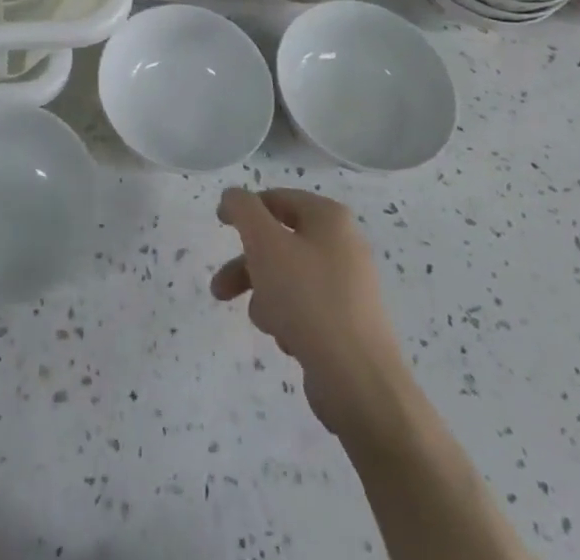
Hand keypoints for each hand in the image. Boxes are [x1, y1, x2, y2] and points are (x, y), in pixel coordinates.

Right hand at [212, 187, 404, 439]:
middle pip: (279, 242)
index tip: (220, 226)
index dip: (244, 209)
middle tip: (220, 289)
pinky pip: (306, 308)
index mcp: (329, 218)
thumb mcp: (265, 243)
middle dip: (246, 265)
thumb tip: (233, 196)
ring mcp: (349, 286)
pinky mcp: (348, 323)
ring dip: (265, 296)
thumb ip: (243, 210)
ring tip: (264, 323)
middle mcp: (343, 245)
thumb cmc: (308, 300)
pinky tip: (288, 341)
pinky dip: (289, 319)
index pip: (277, 198)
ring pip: (288, 277)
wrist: (359, 384)